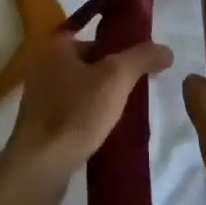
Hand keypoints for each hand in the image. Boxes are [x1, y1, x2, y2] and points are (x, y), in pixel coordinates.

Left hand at [4, 33, 173, 194]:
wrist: (40, 166)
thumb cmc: (77, 113)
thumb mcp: (116, 77)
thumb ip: (141, 58)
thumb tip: (166, 50)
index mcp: (57, 47)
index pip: (97, 39)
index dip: (122, 50)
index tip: (142, 66)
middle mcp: (44, 66)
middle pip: (90, 65)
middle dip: (114, 77)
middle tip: (139, 92)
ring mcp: (39, 98)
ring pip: (82, 91)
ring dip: (102, 100)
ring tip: (127, 115)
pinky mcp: (40, 126)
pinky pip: (72, 114)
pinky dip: (88, 119)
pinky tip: (106, 133)